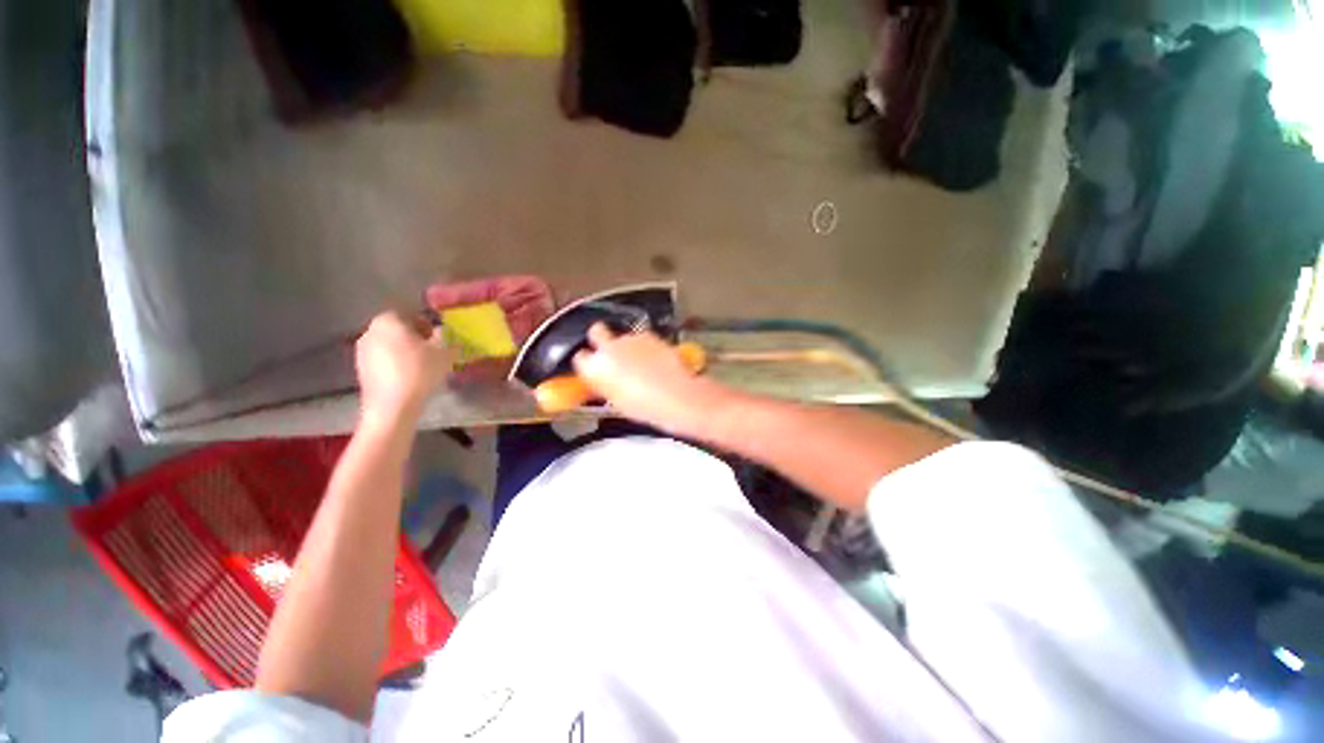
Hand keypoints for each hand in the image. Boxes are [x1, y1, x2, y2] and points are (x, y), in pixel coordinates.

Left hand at [356, 311, 454, 423]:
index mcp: (388, 320)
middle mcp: (370, 331)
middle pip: (398, 328)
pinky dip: (396, 363)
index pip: (409, 312)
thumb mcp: (444, 351)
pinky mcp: (361, 369)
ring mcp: (362, 351)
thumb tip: (443, 332)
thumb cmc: (420, 371)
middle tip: (434, 350)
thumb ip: (445, 336)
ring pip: (390, 344)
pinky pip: (383, 359)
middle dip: (416, 336)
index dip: (427, 323)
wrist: (392, 406)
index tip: (439, 337)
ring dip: (406, 350)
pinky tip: (410, 376)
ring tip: (424, 365)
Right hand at [572, 323, 729, 434]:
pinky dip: (645, 346)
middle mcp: (609, 348)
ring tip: (640, 365)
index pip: (580, 358)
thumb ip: (605, 386)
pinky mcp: (649, 335)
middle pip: (596, 331)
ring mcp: (630, 339)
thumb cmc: (645, 406)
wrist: (675, 396)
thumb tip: (603, 382)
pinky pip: (642, 338)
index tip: (593, 366)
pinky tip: (654, 362)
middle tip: (610, 352)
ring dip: (628, 346)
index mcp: (594, 368)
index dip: (587, 362)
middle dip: (601, 338)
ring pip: (622, 336)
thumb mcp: (616, 402)